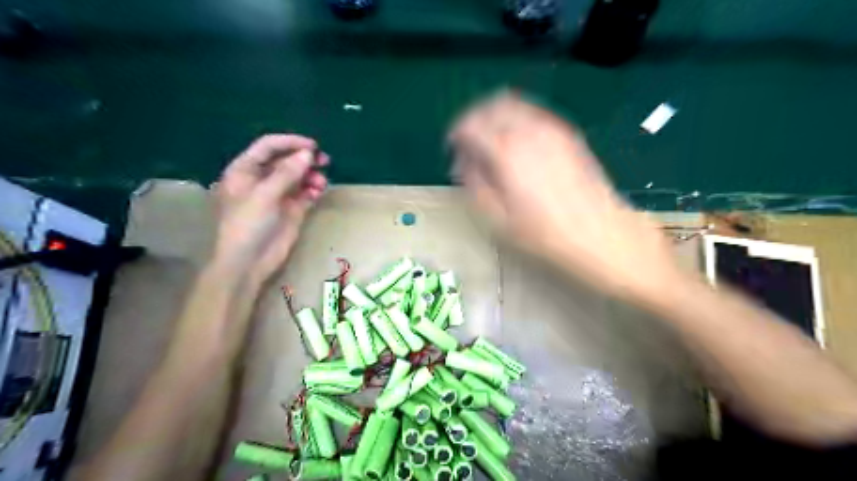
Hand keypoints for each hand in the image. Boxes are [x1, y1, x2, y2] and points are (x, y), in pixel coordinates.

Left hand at [212, 134, 327, 284]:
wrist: (248, 263)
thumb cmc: (247, 225)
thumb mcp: (264, 195)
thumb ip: (286, 173)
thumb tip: (308, 154)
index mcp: (245, 170)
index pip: (268, 146)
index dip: (290, 142)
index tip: (313, 146)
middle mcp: (261, 179)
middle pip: (286, 160)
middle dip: (304, 159)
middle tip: (325, 161)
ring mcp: (277, 195)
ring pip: (298, 177)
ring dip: (311, 176)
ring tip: (321, 182)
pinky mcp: (291, 210)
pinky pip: (305, 193)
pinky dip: (313, 190)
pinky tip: (319, 192)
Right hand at [450, 92, 683, 300]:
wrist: (600, 234)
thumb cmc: (543, 234)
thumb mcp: (497, 218)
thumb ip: (474, 183)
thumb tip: (462, 161)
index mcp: (506, 150)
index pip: (470, 124)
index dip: (456, 133)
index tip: (452, 148)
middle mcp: (528, 129)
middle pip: (492, 105)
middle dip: (474, 118)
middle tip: (468, 141)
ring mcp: (552, 128)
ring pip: (514, 104)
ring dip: (495, 116)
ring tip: (490, 140)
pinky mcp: (568, 134)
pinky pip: (534, 113)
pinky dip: (517, 119)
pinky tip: (516, 143)